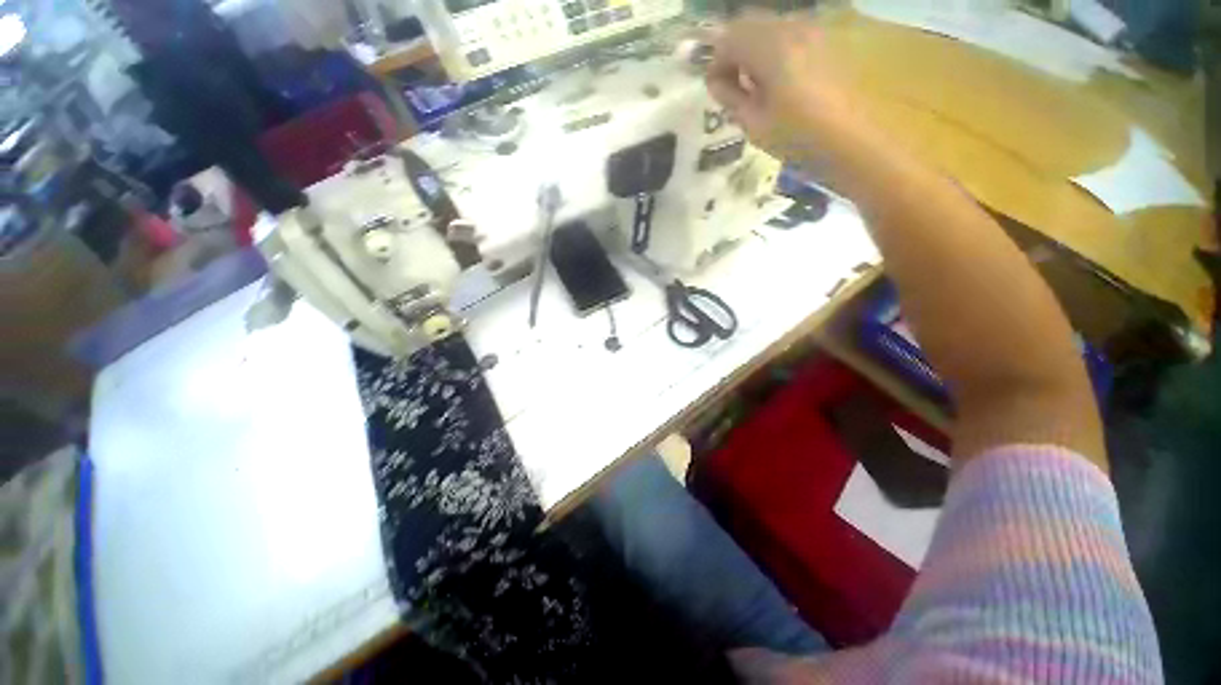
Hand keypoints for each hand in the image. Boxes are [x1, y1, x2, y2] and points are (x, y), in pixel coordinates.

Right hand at [704, 10, 856, 163]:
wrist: (853, 140)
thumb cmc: (799, 138)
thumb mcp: (755, 125)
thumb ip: (731, 98)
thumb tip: (716, 83)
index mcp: (772, 47)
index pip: (729, 38)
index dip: (716, 61)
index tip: (714, 88)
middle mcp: (794, 27)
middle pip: (751, 25)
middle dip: (734, 52)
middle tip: (732, 85)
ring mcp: (816, 29)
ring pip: (772, 27)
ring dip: (755, 50)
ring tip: (756, 85)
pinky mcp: (829, 39)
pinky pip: (792, 34)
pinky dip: (776, 50)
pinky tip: (781, 80)